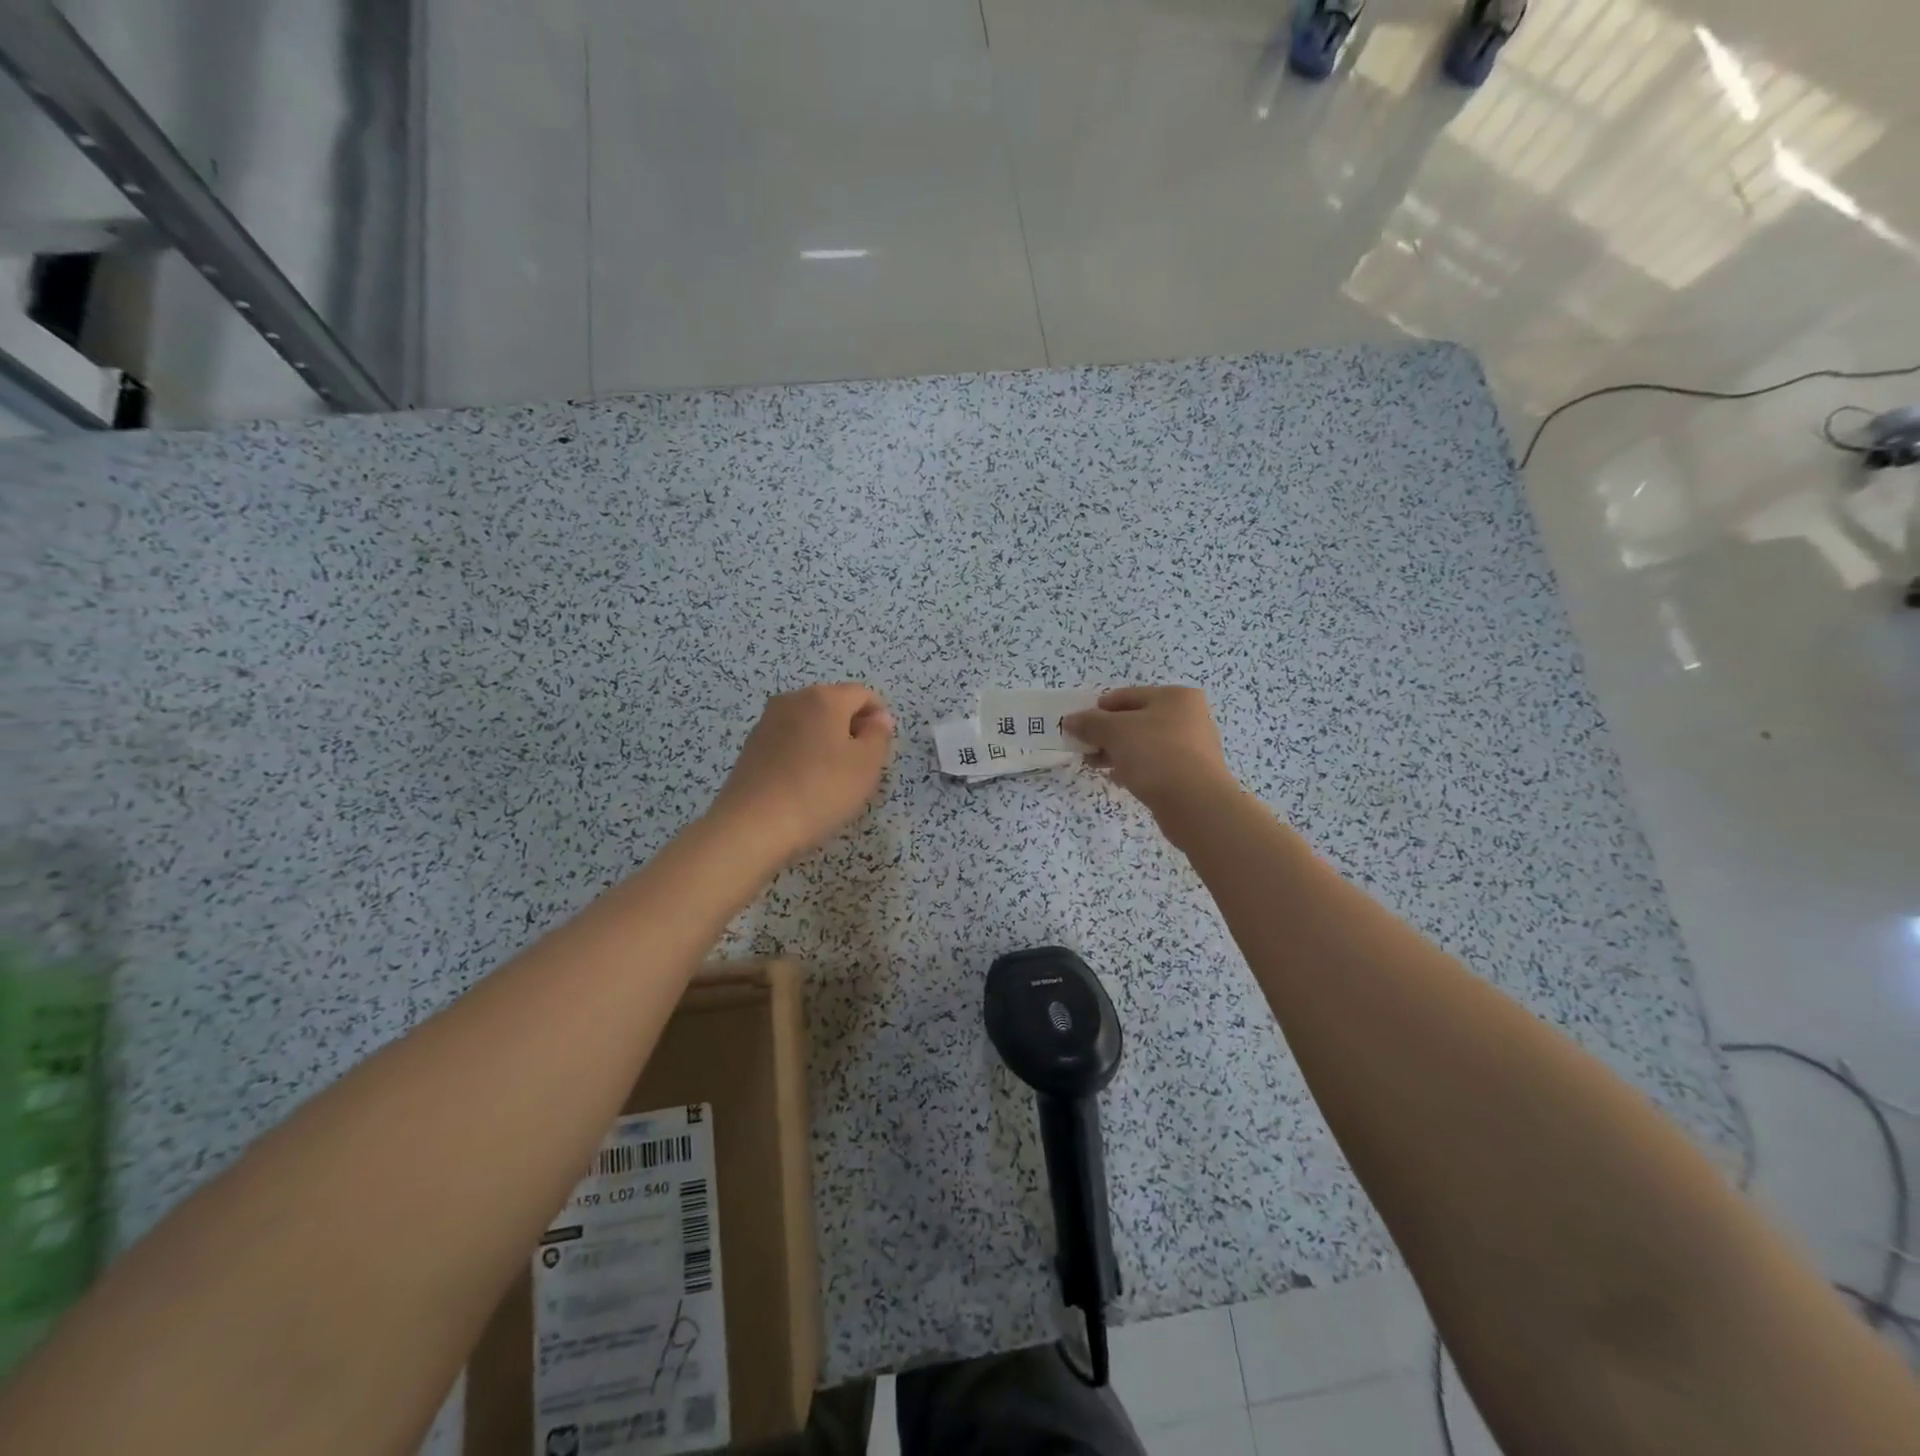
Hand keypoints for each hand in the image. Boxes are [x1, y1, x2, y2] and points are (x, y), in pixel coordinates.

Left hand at [708, 683, 895, 863]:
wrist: (753, 825)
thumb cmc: (820, 791)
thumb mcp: (866, 765)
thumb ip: (879, 735)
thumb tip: (879, 718)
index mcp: (824, 697)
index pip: (863, 694)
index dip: (879, 717)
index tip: (882, 749)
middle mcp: (793, 700)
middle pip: (834, 705)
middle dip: (852, 729)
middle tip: (861, 766)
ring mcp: (767, 722)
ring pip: (810, 723)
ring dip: (827, 741)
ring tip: (832, 778)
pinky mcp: (751, 746)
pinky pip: (789, 740)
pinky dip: (803, 753)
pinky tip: (805, 784)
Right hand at [1063, 686, 1238, 823]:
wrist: (1195, 804)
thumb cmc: (1155, 755)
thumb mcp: (1115, 732)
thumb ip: (1090, 723)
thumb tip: (1070, 720)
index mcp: (1176, 697)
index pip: (1126, 696)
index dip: (1098, 709)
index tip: (1078, 727)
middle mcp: (1189, 716)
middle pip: (1136, 720)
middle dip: (1106, 734)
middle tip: (1084, 748)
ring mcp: (1193, 746)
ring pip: (1144, 744)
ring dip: (1118, 752)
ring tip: (1095, 765)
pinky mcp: (1191, 773)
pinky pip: (1155, 764)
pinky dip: (1135, 768)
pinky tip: (1118, 779)